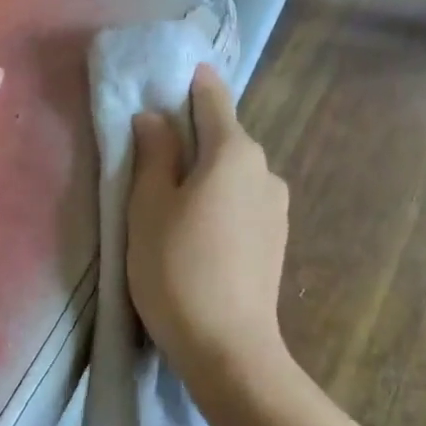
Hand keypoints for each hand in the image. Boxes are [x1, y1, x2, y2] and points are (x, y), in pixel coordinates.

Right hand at [126, 63, 289, 379]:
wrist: (228, 346)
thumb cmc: (176, 268)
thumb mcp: (148, 206)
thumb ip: (153, 154)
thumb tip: (154, 118)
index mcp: (234, 152)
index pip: (213, 99)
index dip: (192, 85)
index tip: (173, 79)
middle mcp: (265, 170)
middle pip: (225, 138)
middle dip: (193, 137)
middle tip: (155, 155)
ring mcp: (277, 206)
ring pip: (235, 174)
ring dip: (207, 174)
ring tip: (174, 202)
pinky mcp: (277, 239)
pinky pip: (244, 202)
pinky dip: (222, 201)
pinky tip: (200, 232)